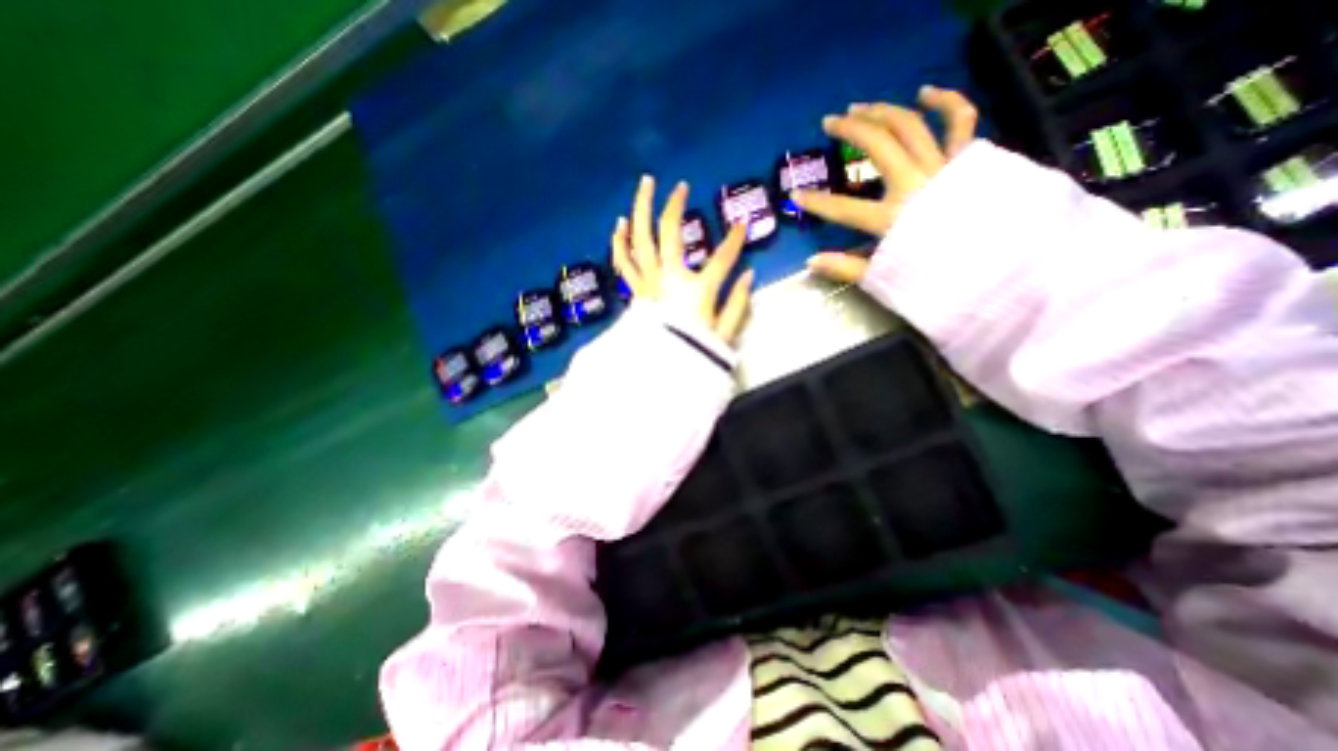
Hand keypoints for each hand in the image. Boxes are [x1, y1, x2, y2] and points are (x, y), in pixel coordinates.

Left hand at [613, 175, 756, 343]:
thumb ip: (738, 304)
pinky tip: (621, 225)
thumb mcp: (724, 334)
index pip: (722, 257)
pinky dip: (620, 242)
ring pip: (640, 239)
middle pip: (669, 232)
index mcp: (696, 290)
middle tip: (680, 186)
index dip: (735, 240)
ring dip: (641, 210)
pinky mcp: (636, 290)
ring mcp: (648, 282)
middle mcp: (669, 278)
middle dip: (675, 205)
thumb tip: (749, 275)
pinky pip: (624, 262)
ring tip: (645, 186)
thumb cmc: (693, 354)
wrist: (658, 373)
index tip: (742, 226)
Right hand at [785, 86, 978, 280]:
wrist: (1001, 267)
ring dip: (882, 112)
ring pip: (910, 126)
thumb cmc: (939, 274)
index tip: (795, 195)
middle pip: (879, 147)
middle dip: (850, 131)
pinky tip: (924, 92)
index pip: (843, 209)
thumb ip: (846, 268)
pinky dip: (945, 101)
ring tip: (860, 107)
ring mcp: (942, 167)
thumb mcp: (886, 277)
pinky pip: (960, 121)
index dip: (816, 203)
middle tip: (829, 123)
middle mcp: (915, 185)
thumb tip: (810, 262)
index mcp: (892, 219)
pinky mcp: (966, 160)